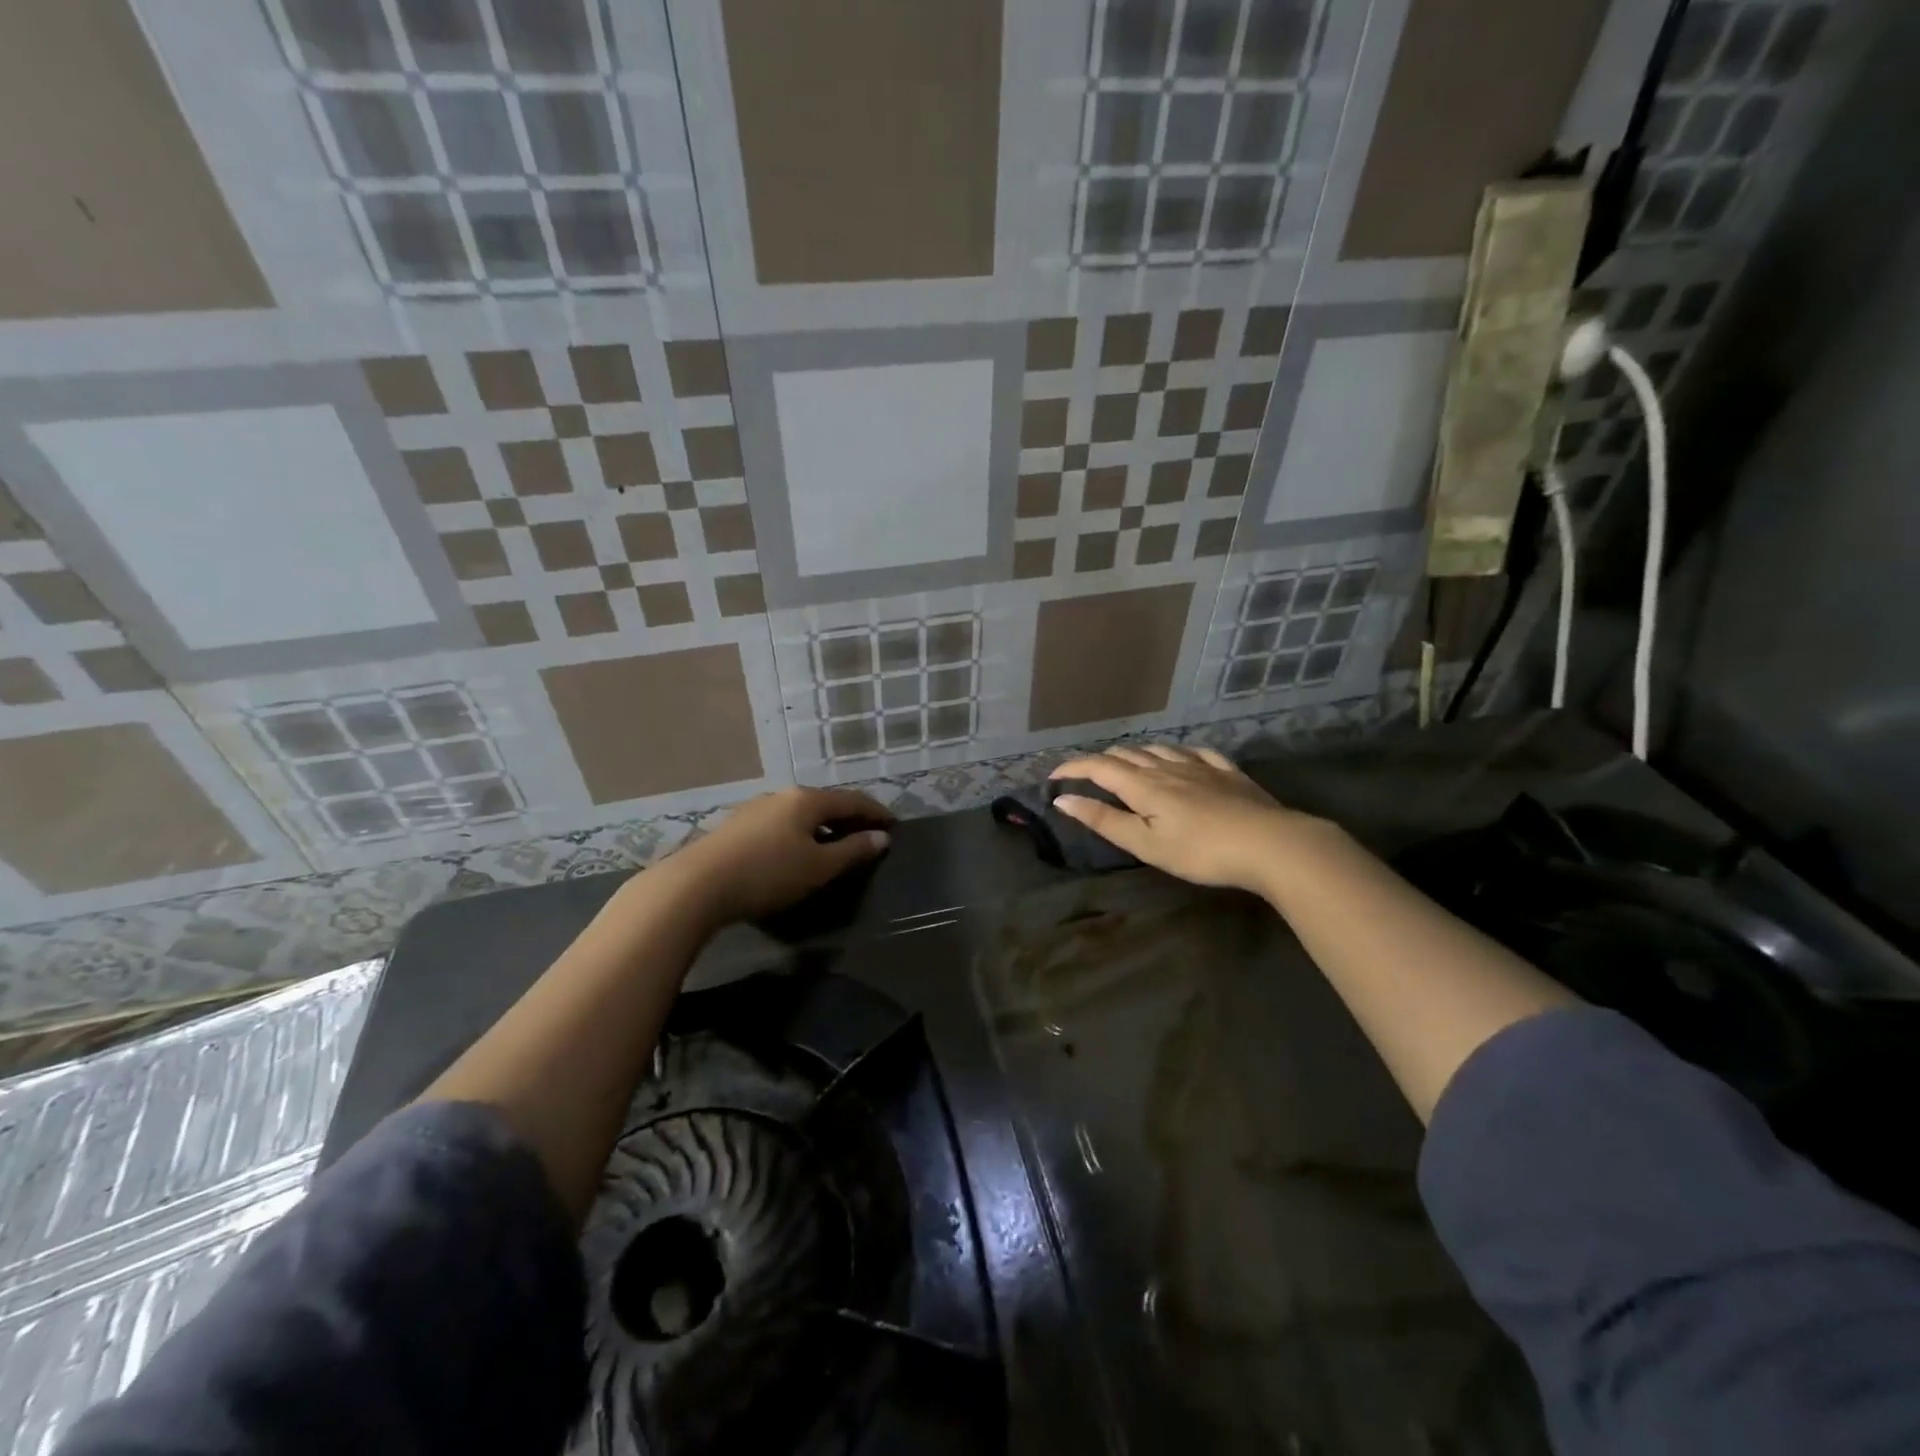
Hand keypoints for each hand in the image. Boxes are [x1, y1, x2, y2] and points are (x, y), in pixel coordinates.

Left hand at [657, 787, 892, 927]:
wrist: (697, 885)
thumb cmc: (768, 873)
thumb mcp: (818, 867)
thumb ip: (852, 851)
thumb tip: (882, 837)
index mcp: (807, 799)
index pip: (852, 800)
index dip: (875, 812)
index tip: (893, 824)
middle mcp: (781, 796)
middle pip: (824, 803)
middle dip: (847, 817)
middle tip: (865, 834)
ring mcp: (755, 809)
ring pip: (799, 813)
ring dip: (821, 827)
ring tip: (832, 845)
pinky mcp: (736, 827)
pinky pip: (780, 824)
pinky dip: (798, 833)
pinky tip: (795, 852)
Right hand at [1050, 745, 1329, 897]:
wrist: (1271, 844)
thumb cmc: (1201, 851)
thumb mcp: (1146, 844)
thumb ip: (1104, 820)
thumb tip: (1062, 799)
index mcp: (1144, 785)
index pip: (1099, 767)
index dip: (1073, 768)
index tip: (1053, 777)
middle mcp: (1167, 767)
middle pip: (1127, 754)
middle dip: (1101, 760)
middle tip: (1087, 775)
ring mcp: (1200, 766)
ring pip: (1159, 748)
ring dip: (1135, 753)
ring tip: (1127, 764)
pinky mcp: (1228, 772)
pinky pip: (1196, 752)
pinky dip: (1176, 753)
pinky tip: (1181, 758)